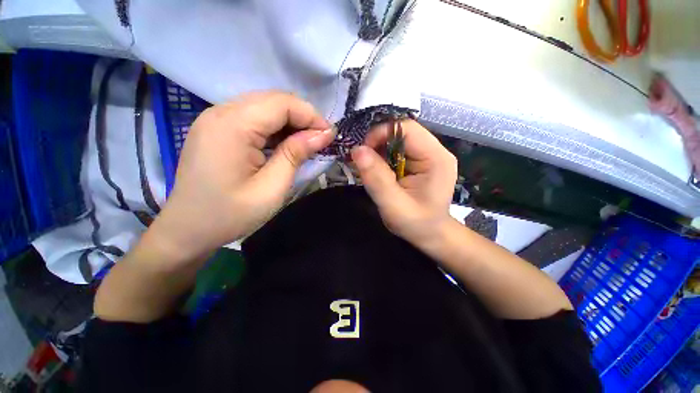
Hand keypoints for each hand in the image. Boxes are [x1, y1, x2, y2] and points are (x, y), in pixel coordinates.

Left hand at [147, 91, 332, 263]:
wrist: (187, 230)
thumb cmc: (230, 215)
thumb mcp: (272, 188)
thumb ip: (296, 154)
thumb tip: (323, 134)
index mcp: (232, 126)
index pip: (282, 103)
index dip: (311, 116)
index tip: (330, 135)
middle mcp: (220, 112)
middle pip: (272, 100)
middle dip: (303, 117)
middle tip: (320, 139)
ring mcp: (215, 118)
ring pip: (263, 106)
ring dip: (290, 121)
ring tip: (306, 142)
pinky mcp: (216, 128)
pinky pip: (252, 117)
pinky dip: (274, 127)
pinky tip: (284, 144)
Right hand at [351, 120, 456, 246]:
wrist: (431, 235)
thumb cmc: (416, 224)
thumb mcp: (393, 205)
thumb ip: (376, 179)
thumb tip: (358, 150)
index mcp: (436, 158)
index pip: (407, 129)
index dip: (381, 133)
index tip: (363, 151)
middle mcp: (436, 151)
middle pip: (402, 132)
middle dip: (378, 143)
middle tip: (363, 161)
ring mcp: (429, 156)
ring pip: (398, 140)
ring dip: (380, 151)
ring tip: (370, 168)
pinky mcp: (421, 162)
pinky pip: (399, 151)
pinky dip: (384, 157)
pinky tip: (379, 171)